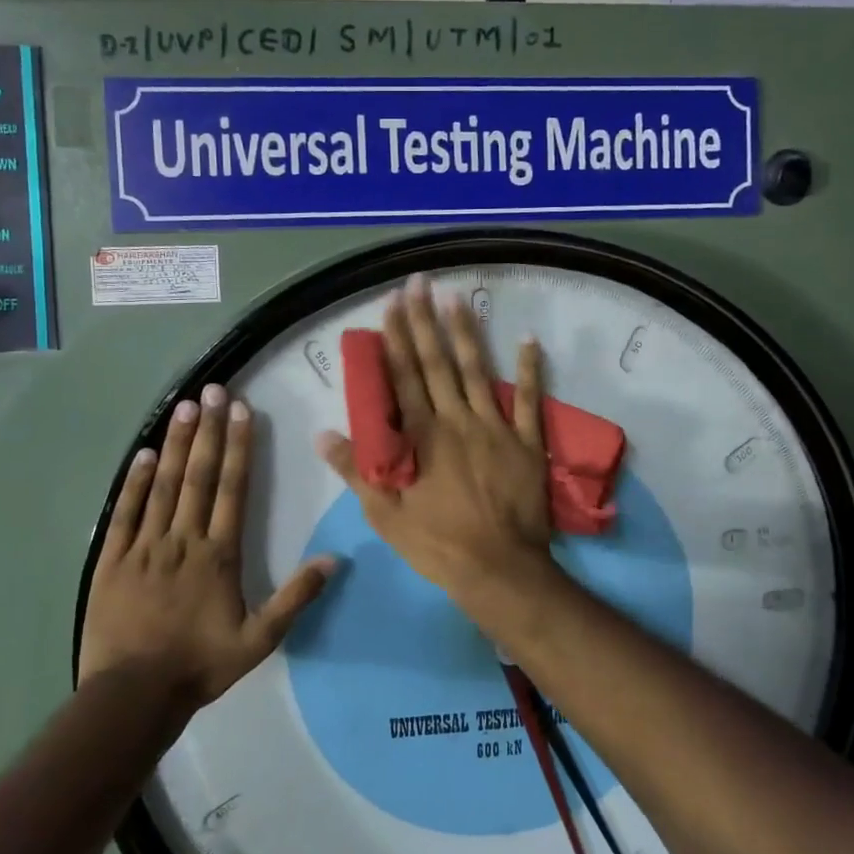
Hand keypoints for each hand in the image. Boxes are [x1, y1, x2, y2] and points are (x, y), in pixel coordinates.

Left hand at [80, 384, 333, 713]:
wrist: (133, 695)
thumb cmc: (200, 665)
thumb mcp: (259, 639)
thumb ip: (295, 597)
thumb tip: (333, 559)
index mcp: (218, 555)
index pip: (232, 489)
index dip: (239, 447)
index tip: (242, 412)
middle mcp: (183, 539)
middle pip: (199, 476)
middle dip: (209, 430)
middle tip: (213, 391)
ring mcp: (145, 546)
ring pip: (164, 485)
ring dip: (177, 444)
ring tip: (185, 407)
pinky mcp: (113, 559)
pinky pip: (126, 512)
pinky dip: (135, 481)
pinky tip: (145, 453)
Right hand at [316, 275, 555, 612]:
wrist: (499, 570)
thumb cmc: (437, 544)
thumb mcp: (385, 514)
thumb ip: (356, 470)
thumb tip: (323, 433)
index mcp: (421, 436)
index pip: (403, 377)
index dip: (395, 338)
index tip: (391, 303)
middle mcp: (456, 421)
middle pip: (437, 363)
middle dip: (425, 321)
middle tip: (420, 283)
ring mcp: (495, 428)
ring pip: (477, 371)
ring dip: (467, 333)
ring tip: (457, 298)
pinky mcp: (526, 442)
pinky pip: (529, 400)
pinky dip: (529, 370)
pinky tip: (528, 339)